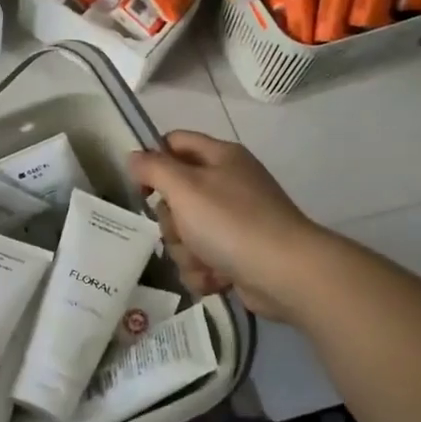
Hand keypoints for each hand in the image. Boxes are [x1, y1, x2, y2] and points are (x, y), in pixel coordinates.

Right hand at [128, 131, 321, 324]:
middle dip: (171, 222)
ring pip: (185, 234)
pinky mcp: (237, 255)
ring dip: (186, 252)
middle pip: (174, 197)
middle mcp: (228, 185)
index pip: (174, 143)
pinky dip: (204, 271)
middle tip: (183, 229)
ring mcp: (234, 222)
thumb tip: (134, 157)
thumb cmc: (231, 222)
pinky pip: (201, 260)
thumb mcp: (184, 187)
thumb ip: (153, 168)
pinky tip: (216, 278)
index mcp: (220, 157)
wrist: (286, 274)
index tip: (141, 187)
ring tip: (205, 260)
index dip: (152, 161)